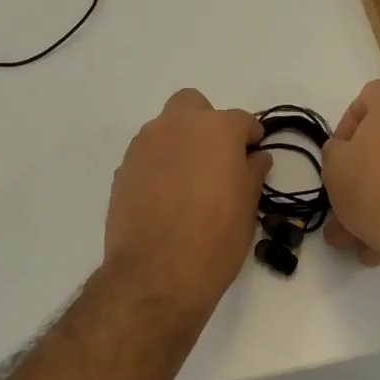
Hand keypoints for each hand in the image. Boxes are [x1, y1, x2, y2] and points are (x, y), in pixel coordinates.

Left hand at [104, 89, 270, 314]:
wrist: (156, 274)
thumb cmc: (215, 238)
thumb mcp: (248, 207)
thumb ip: (252, 172)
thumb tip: (256, 157)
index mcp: (216, 129)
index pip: (242, 120)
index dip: (251, 138)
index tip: (253, 157)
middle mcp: (177, 125)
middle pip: (193, 106)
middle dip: (206, 124)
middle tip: (216, 159)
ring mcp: (144, 145)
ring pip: (166, 129)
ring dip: (180, 144)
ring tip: (189, 183)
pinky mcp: (123, 168)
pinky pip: (147, 155)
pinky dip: (158, 166)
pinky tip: (165, 198)